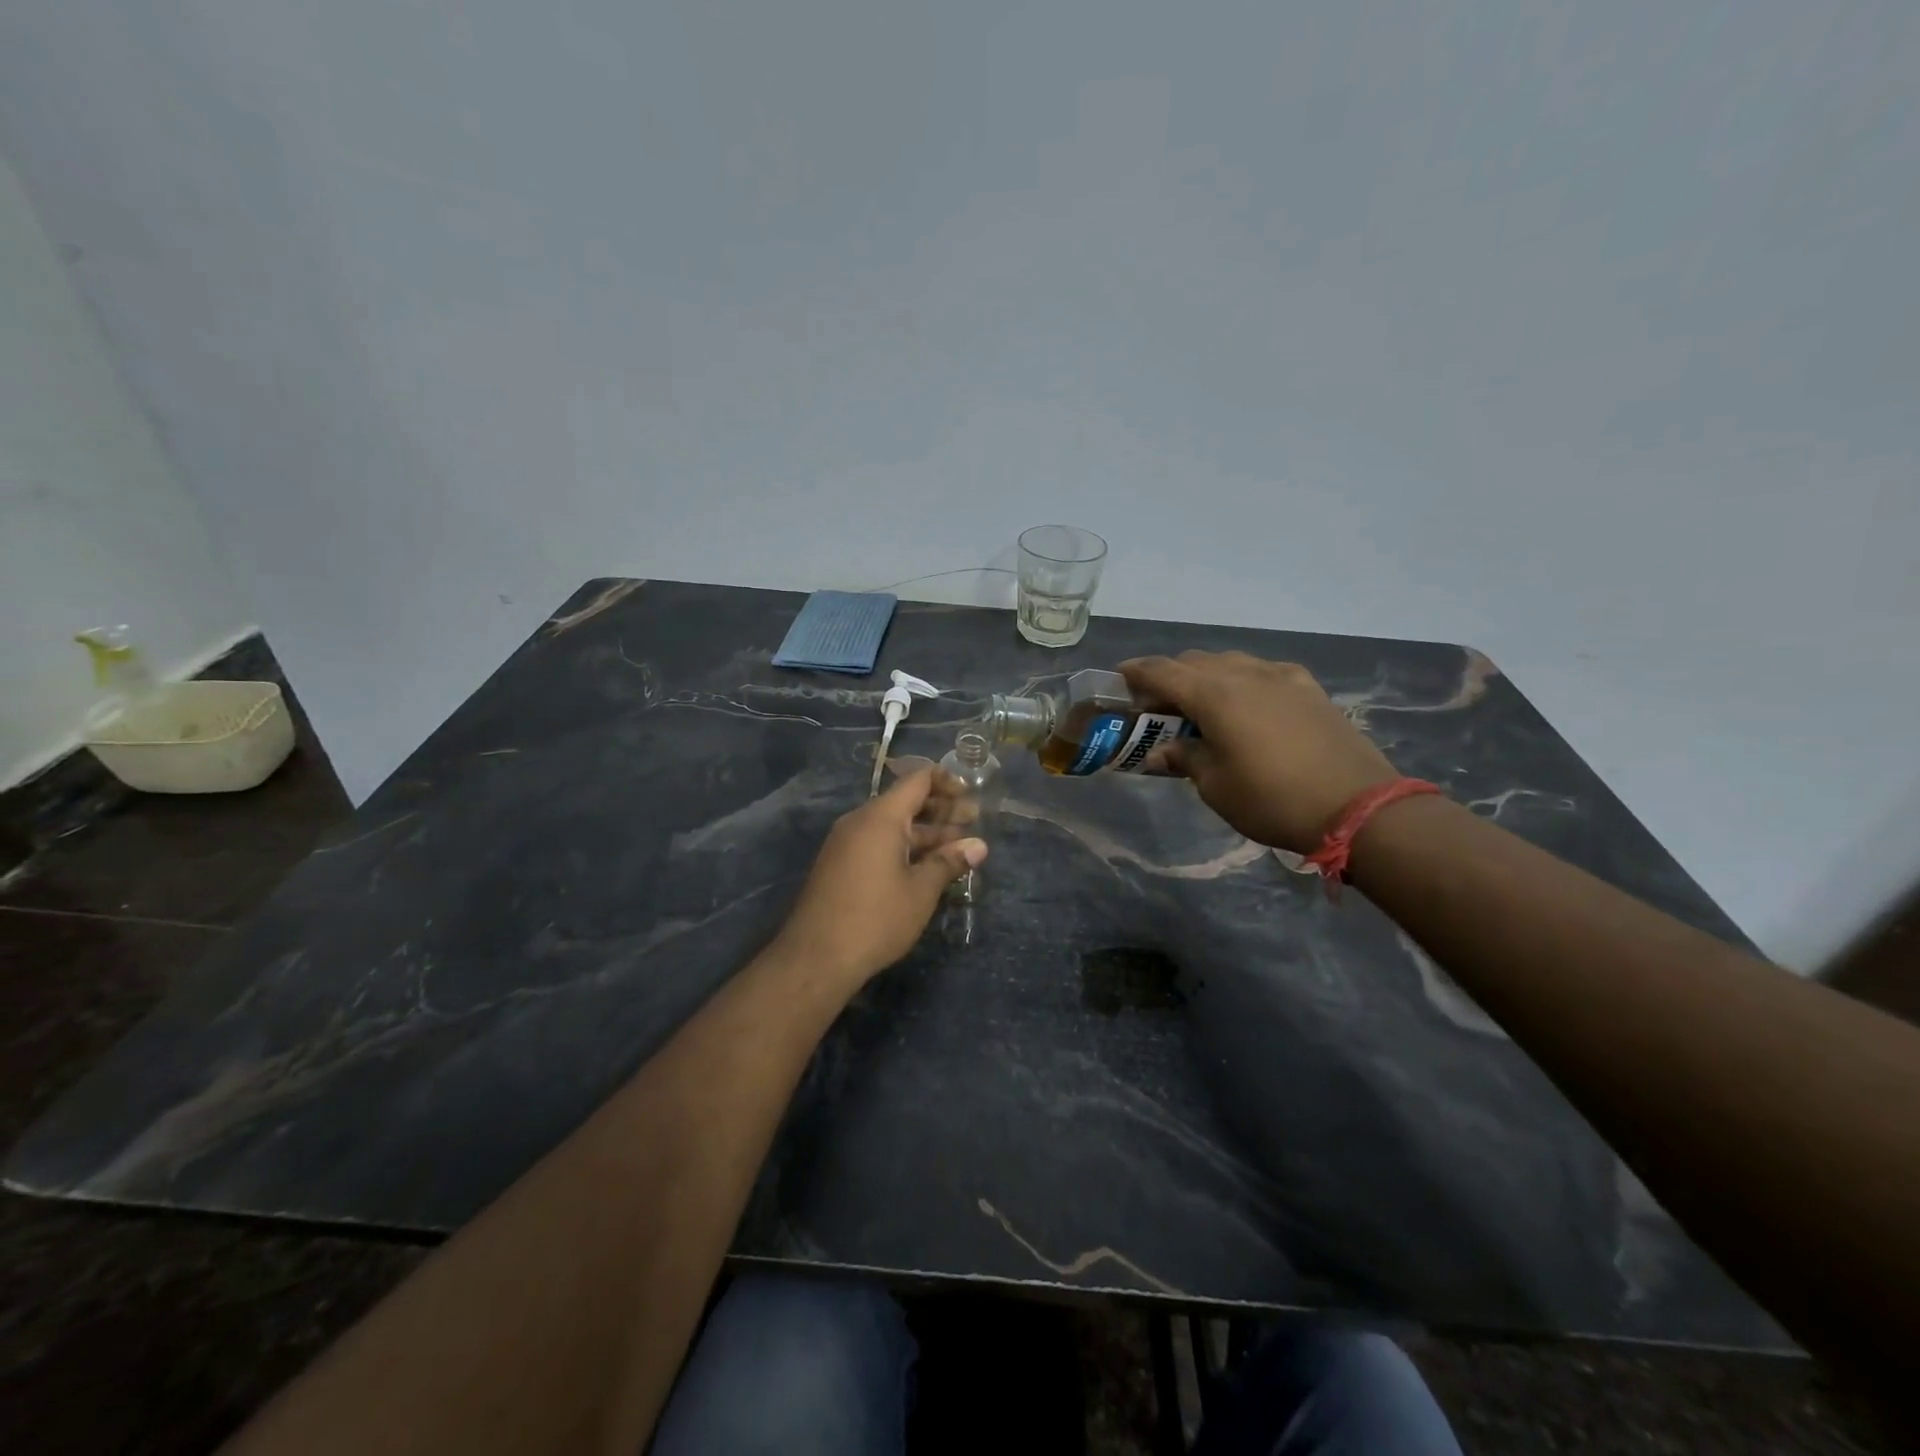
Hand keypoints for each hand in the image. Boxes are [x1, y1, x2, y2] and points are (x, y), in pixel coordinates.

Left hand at [772, 768, 987, 986]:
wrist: (816, 958)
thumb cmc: (876, 918)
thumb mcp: (921, 890)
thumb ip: (949, 862)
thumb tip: (979, 846)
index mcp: (880, 817)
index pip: (917, 780)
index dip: (947, 782)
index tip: (971, 796)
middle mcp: (860, 821)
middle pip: (905, 802)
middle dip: (941, 811)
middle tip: (974, 822)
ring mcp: (846, 844)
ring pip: (892, 826)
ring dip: (925, 834)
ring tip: (958, 848)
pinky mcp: (839, 865)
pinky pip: (877, 843)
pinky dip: (904, 848)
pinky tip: (926, 867)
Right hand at [1121, 651, 1397, 852]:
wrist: (1357, 806)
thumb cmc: (1272, 799)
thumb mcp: (1216, 786)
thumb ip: (1185, 758)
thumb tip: (1162, 752)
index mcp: (1214, 695)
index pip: (1163, 671)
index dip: (1136, 672)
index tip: (1118, 677)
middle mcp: (1245, 674)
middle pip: (1194, 661)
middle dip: (1169, 676)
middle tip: (1157, 705)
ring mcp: (1281, 676)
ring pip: (1229, 661)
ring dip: (1205, 676)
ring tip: (1199, 704)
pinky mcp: (1308, 688)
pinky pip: (1262, 671)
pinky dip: (1241, 680)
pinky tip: (1246, 704)